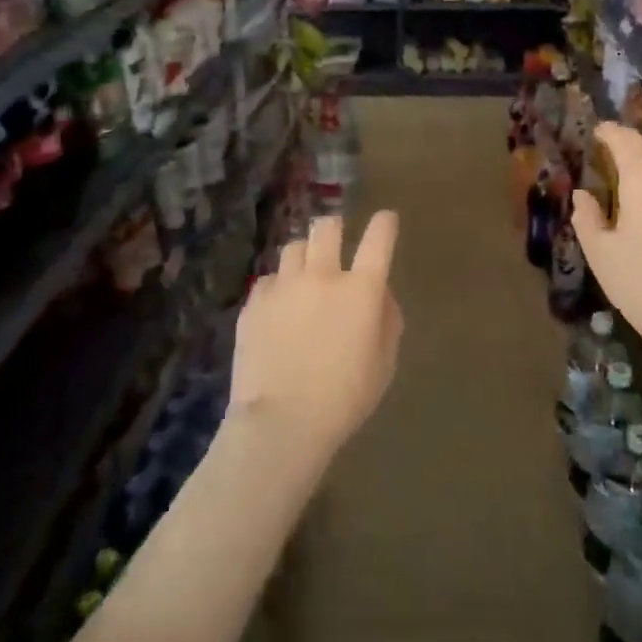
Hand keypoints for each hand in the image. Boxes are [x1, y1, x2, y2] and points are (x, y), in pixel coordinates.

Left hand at [227, 212, 403, 464]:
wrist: (283, 421)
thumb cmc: (345, 399)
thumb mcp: (384, 364)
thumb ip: (386, 320)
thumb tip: (378, 295)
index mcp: (362, 290)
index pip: (379, 239)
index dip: (385, 223)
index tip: (386, 220)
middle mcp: (322, 276)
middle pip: (327, 227)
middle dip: (334, 229)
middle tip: (335, 243)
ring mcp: (284, 286)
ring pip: (294, 247)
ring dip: (304, 256)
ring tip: (303, 277)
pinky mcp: (254, 302)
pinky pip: (269, 279)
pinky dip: (278, 286)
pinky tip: (278, 309)